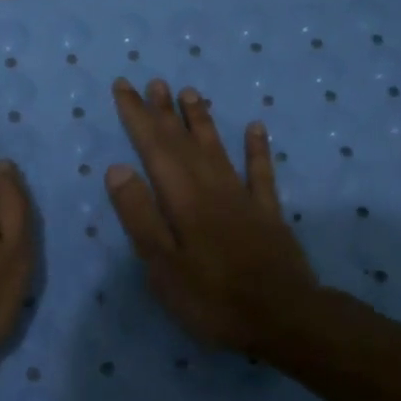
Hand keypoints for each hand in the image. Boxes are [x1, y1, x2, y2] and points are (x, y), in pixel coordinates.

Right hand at [105, 76, 320, 353]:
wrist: (284, 318)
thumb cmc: (212, 298)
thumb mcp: (162, 265)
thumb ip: (140, 215)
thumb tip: (117, 168)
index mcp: (182, 199)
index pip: (153, 147)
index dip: (137, 116)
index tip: (124, 87)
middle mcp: (211, 188)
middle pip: (183, 142)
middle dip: (164, 111)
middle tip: (152, 82)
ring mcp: (242, 199)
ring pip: (218, 149)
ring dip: (202, 120)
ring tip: (190, 92)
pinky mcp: (267, 214)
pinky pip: (260, 173)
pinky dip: (257, 149)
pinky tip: (255, 127)